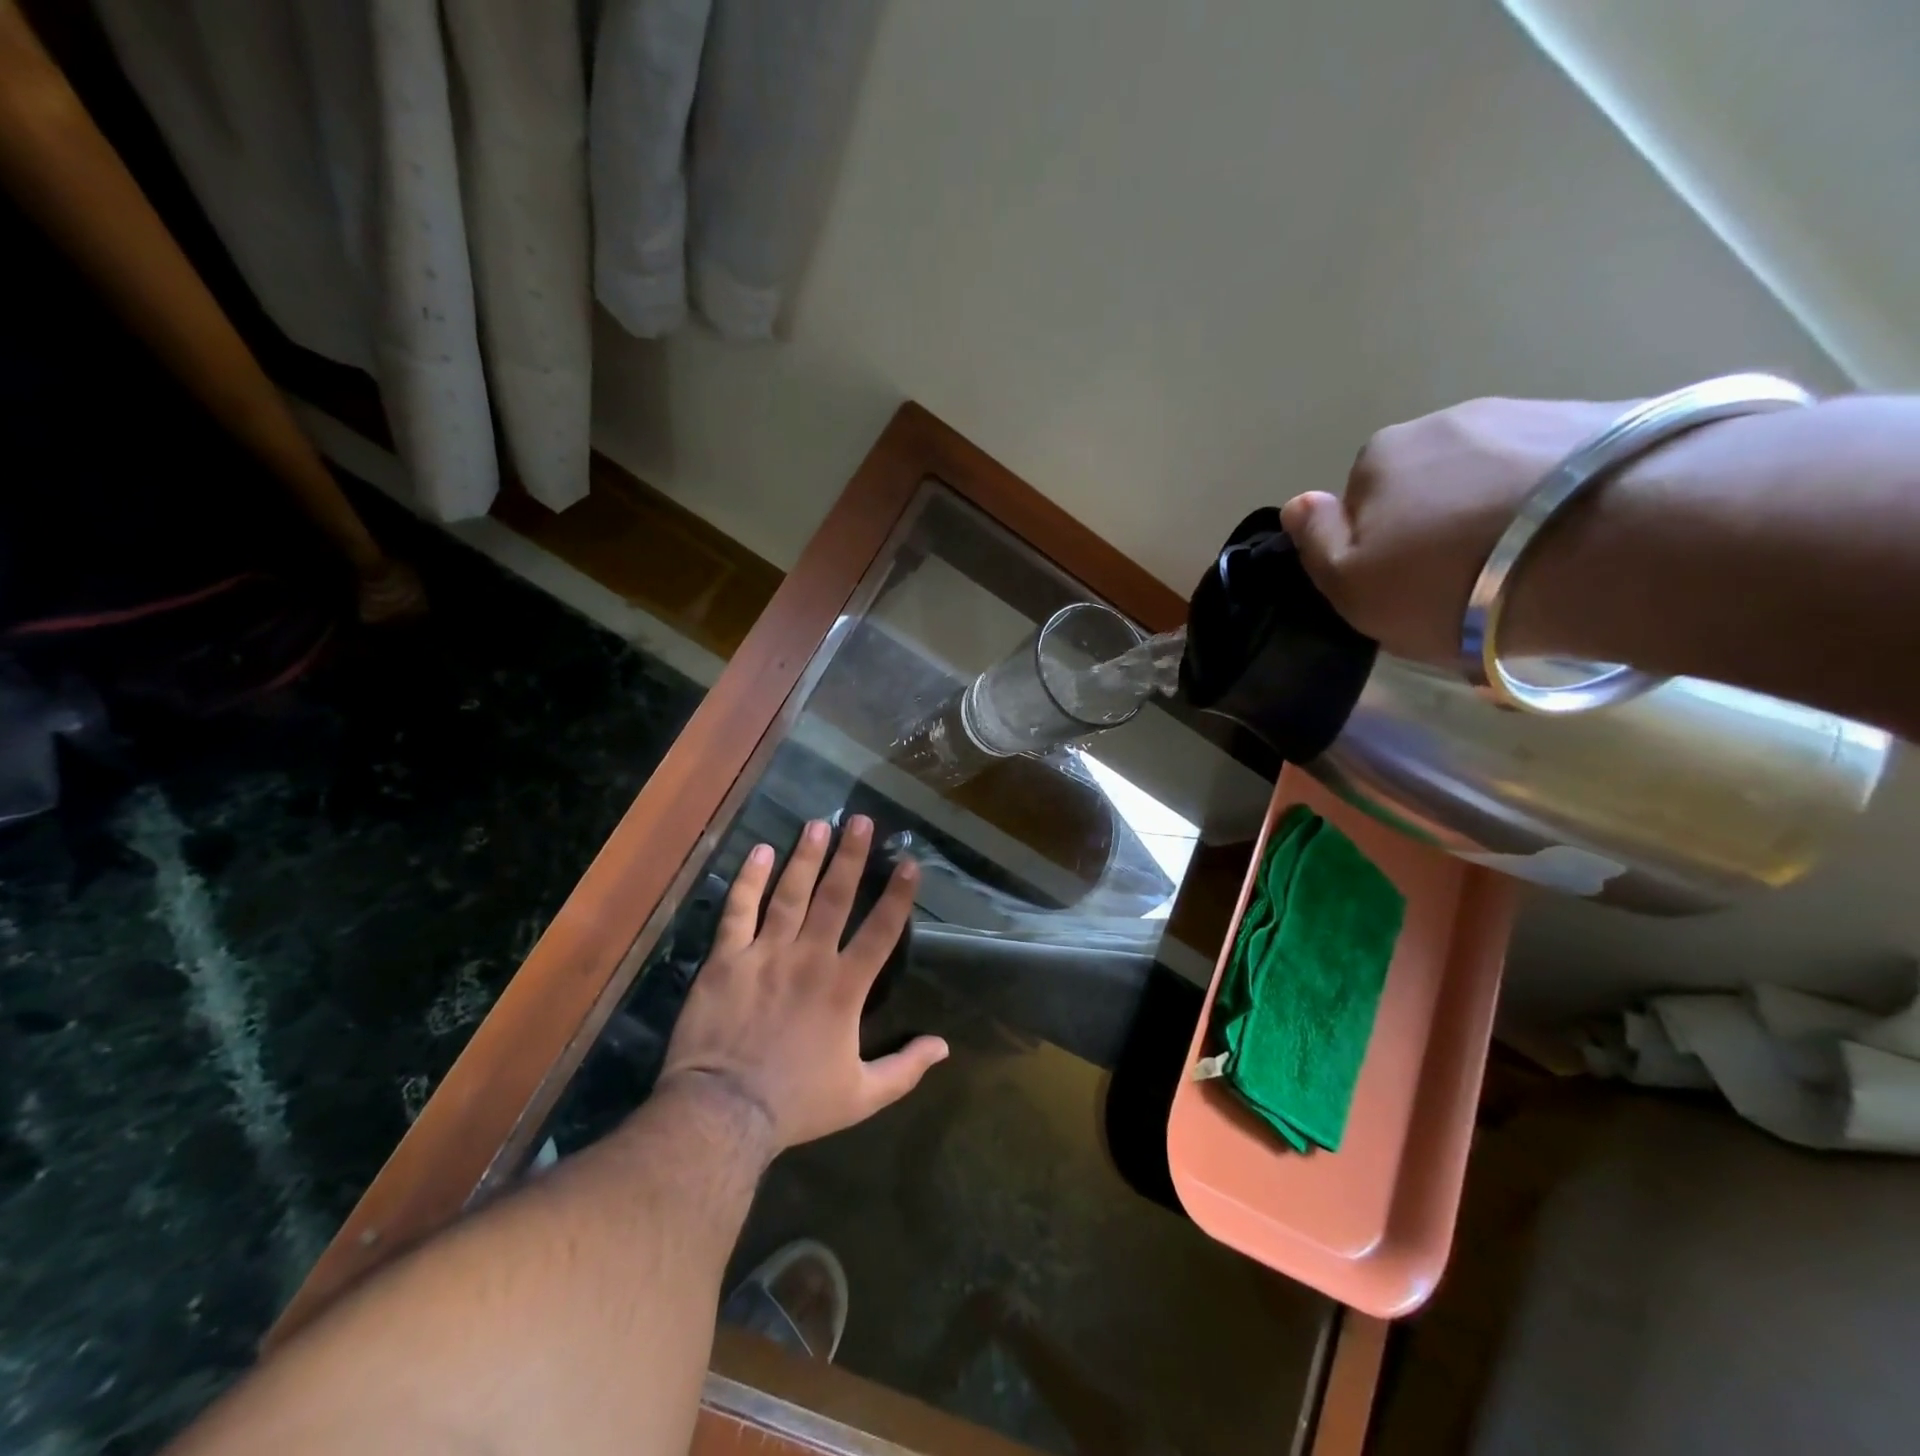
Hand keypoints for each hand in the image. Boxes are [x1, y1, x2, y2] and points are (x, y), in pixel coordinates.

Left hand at [659, 816, 947, 1155]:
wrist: (723, 1113)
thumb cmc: (796, 1104)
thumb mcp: (861, 1096)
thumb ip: (906, 1069)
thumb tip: (945, 1047)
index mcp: (845, 987)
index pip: (881, 931)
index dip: (898, 895)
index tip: (909, 862)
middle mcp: (810, 958)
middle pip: (835, 897)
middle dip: (851, 856)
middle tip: (860, 820)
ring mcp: (765, 953)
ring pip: (790, 894)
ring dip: (806, 857)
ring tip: (818, 824)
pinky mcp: (726, 958)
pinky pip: (738, 910)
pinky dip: (749, 880)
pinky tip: (760, 852)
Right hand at [1281, 397, 1625, 665]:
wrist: (1612, 546)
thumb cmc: (1450, 580)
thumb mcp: (1352, 586)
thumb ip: (1315, 544)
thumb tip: (1298, 503)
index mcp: (1382, 456)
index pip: (1362, 502)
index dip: (1378, 548)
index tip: (1407, 586)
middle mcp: (1451, 420)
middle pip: (1431, 483)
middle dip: (1442, 523)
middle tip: (1471, 581)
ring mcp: (1533, 413)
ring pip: (1497, 475)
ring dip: (1503, 512)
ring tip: (1532, 567)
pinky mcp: (1612, 421)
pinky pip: (1562, 472)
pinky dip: (1560, 502)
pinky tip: (1579, 543)